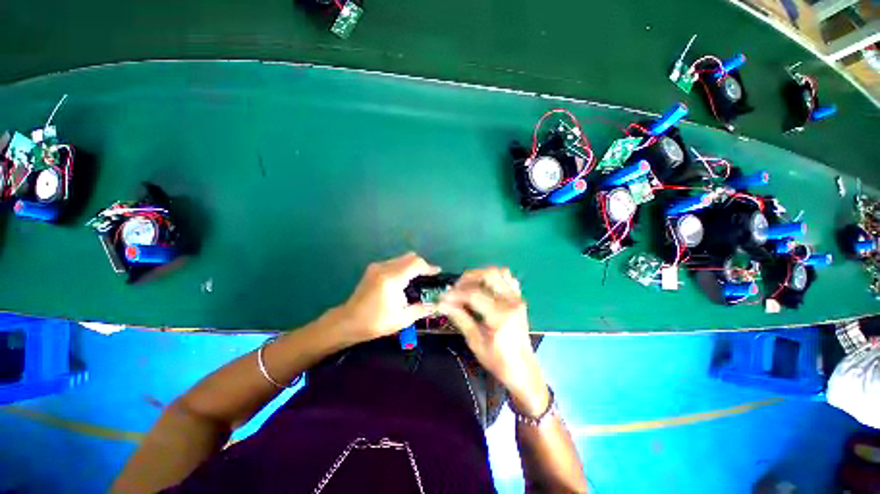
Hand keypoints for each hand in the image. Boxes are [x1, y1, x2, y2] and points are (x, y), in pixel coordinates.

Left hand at [337, 252, 440, 343]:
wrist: (348, 322)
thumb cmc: (375, 322)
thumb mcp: (402, 319)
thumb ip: (421, 309)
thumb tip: (436, 305)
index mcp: (392, 279)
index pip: (415, 264)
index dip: (428, 267)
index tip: (437, 272)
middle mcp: (384, 268)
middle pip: (409, 257)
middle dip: (421, 264)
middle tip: (428, 276)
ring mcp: (377, 267)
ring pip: (401, 258)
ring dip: (412, 265)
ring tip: (418, 278)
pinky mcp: (373, 269)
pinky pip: (394, 262)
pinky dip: (403, 266)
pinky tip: (404, 279)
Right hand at [439, 267, 549, 416]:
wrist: (523, 370)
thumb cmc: (498, 361)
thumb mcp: (475, 342)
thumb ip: (460, 318)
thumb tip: (442, 304)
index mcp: (501, 315)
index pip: (473, 294)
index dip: (455, 294)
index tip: (442, 298)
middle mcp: (511, 301)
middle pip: (488, 275)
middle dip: (467, 278)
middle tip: (454, 289)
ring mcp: (517, 298)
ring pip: (498, 272)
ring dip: (480, 275)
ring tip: (467, 286)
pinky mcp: (519, 298)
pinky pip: (507, 278)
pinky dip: (493, 277)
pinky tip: (483, 287)